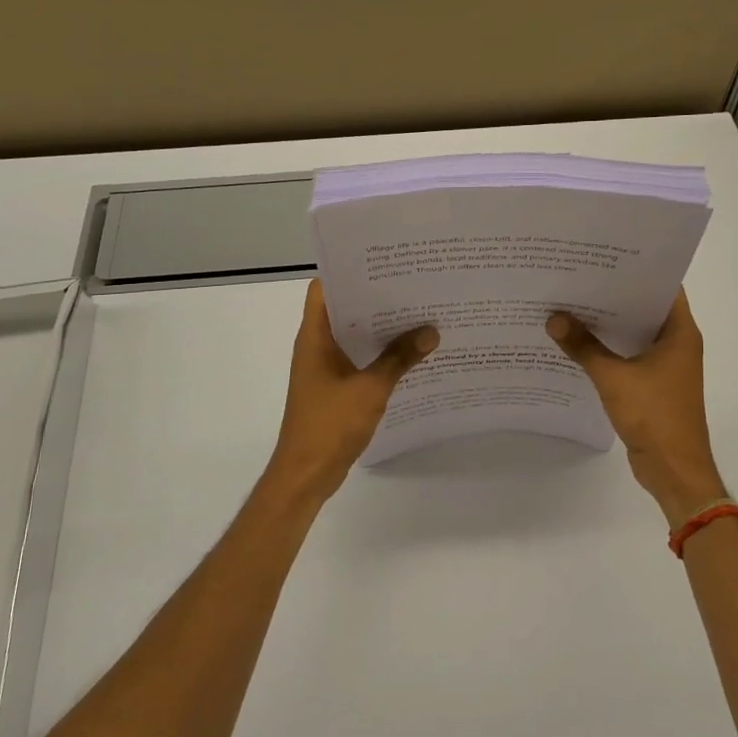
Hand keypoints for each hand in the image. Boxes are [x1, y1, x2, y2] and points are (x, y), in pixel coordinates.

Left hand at [261, 280, 438, 507]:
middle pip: (344, 309)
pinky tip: (409, 354)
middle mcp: (316, 345)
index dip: (349, 271)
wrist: (306, 473)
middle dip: (375, 298)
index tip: (383, 263)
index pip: (325, 288)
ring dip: (379, 328)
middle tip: (412, 285)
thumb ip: (400, 358)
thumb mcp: (370, 389)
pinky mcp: (334, 387)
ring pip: (353, 336)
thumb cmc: (330, 424)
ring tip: (418, 314)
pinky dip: (379, 354)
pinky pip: (358, 359)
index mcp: (315, 336)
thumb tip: (431, 331)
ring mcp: (324, 367)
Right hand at [546, 291, 725, 524]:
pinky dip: (609, 349)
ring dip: (610, 324)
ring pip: (635, 334)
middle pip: (645, 308)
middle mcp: (677, 343)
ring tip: (572, 304)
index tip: (603, 257)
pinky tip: (579, 343)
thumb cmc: (654, 415)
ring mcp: (667, 366)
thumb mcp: (613, 378)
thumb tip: (554, 319)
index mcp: (680, 332)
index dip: (635, 270)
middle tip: (578, 277)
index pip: (662, 286)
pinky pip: (630, 356)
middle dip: (614, 295)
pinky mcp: (654, 385)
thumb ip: (583, 347)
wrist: (675, 469)